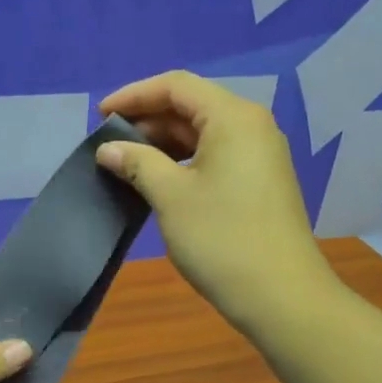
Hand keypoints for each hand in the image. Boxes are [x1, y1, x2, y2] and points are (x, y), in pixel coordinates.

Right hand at [98, 70, 331, 330]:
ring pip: (204, 133)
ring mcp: (260, 154)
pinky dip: (185, 161)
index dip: (134, 95)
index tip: (100, 115)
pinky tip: (160, 181)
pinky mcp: (261, 181)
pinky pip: (216, 155)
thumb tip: (108, 149)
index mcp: (233, 118)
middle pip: (192, 106)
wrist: (280, 295)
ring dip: (164, 144)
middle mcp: (251, 126)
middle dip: (148, 120)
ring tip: (127, 163)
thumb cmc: (221, 239)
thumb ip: (137, 163)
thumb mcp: (171, 197)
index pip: (176, 86)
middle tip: (109, 144)